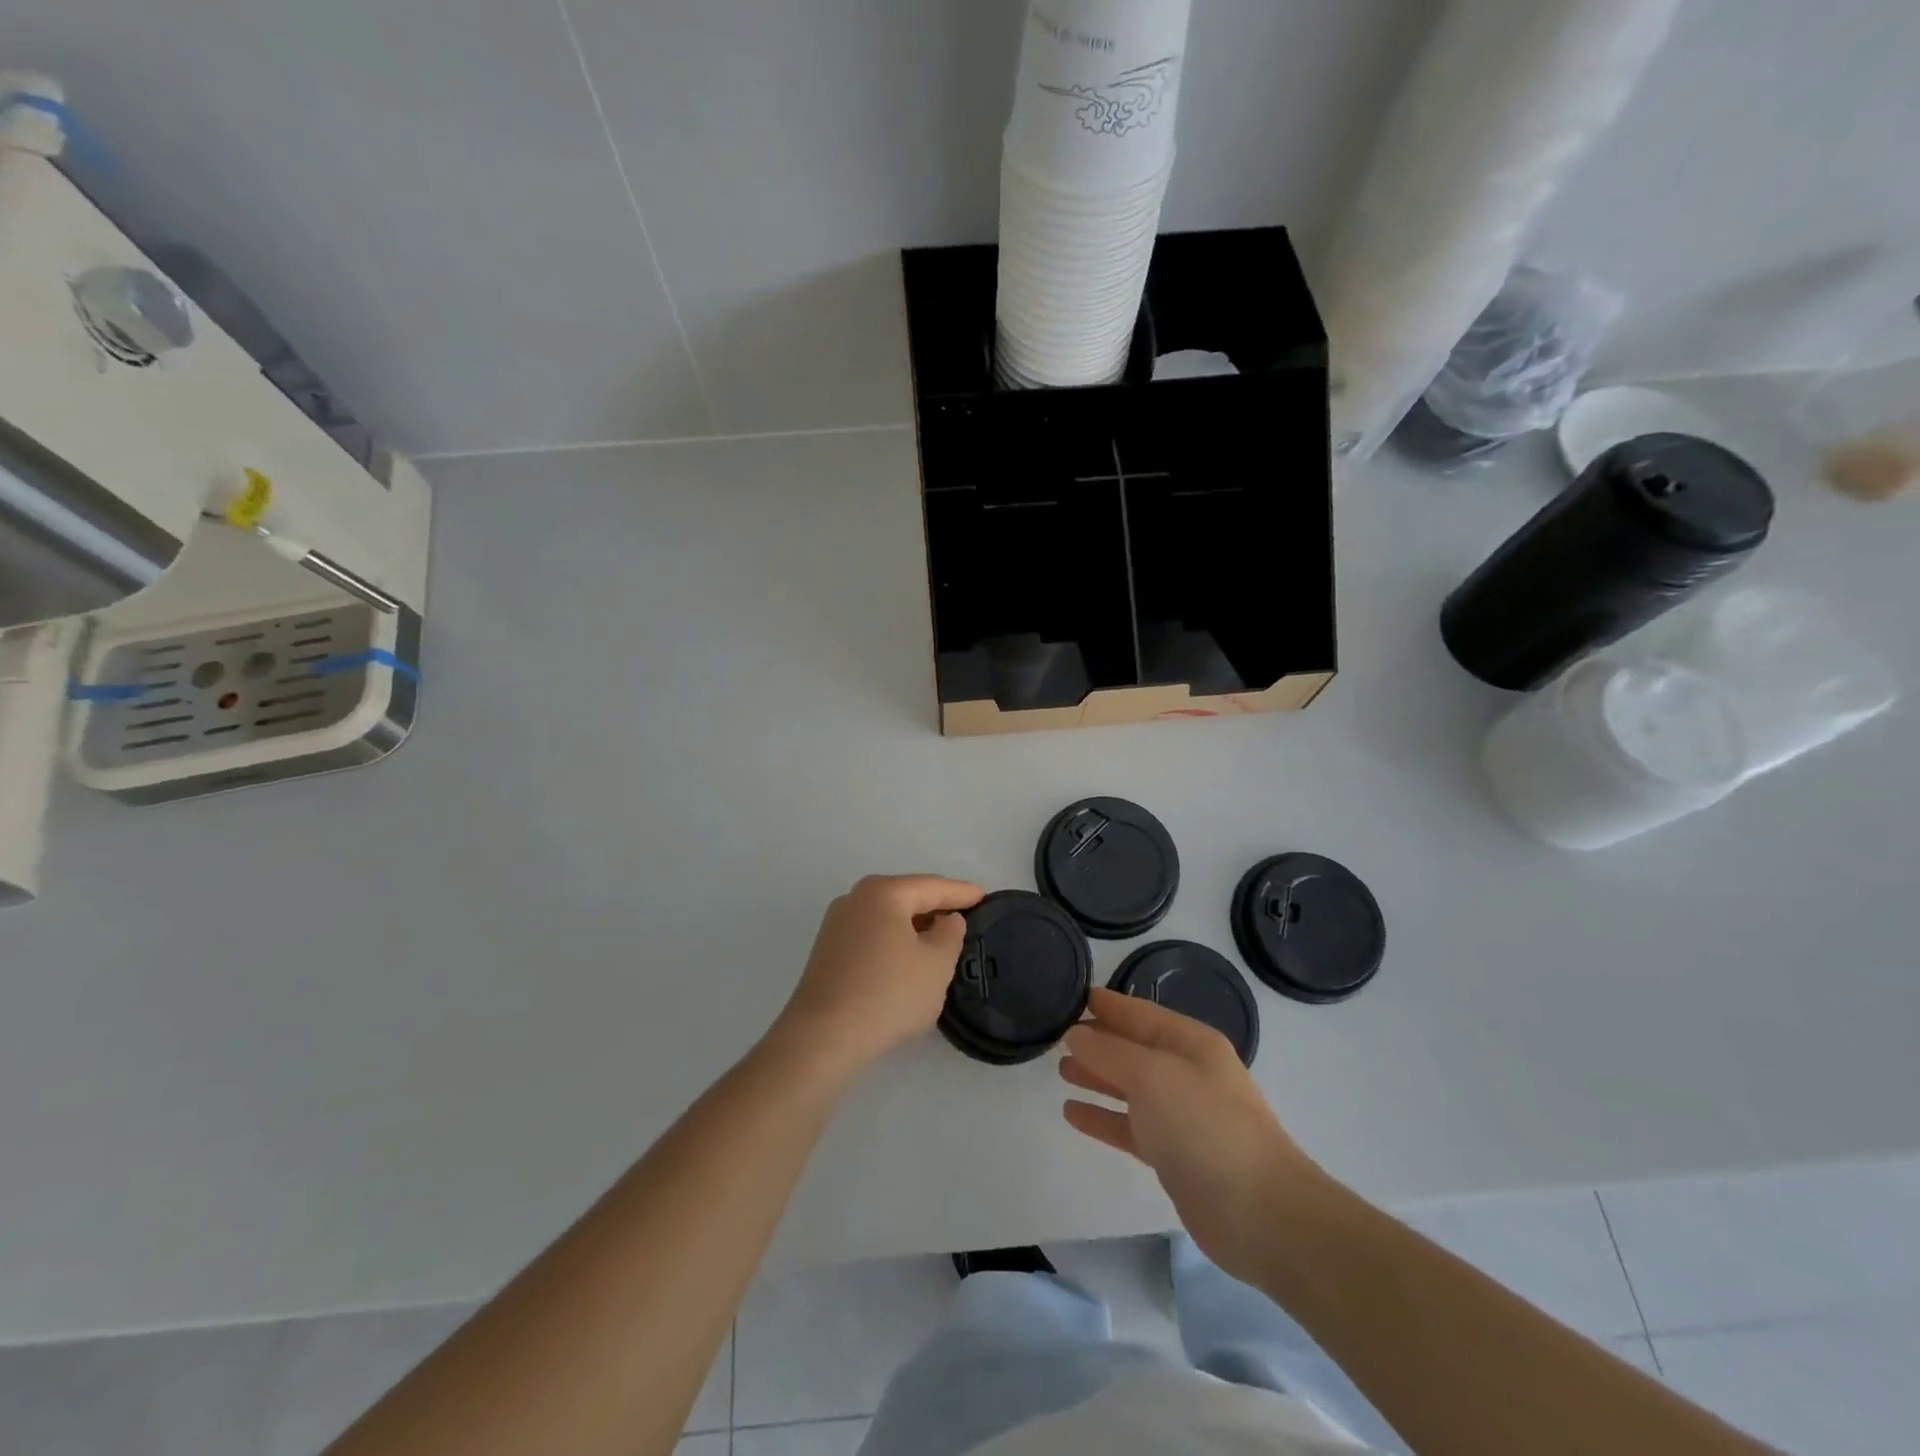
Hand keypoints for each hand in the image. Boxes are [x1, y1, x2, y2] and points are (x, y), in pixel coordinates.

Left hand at [774, 875, 984, 1077]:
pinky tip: (908, 960)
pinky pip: (872, 936)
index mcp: (883, 892)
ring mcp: (836, 925)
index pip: (932, 886)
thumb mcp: (936, 964)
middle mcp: (855, 899)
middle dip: (937, 906)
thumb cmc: (888, 994)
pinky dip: (895, 941)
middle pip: (906, 897)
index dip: (962, 892)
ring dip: (915, 926)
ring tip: (942, 940)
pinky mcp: (827, 952)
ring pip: (888, 917)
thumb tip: (947, 920)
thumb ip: (950, 934)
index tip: (986, 897)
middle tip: (967, 916)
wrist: (823, 1038)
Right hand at [1060, 988, 1323, 1281]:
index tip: (1069, 996)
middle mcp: (1186, 1072)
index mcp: (1190, 1042)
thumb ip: (1109, 1052)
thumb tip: (1075, 1034)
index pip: (1139, 1013)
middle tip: (1054, 1036)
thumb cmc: (1205, 1126)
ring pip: (1129, 1087)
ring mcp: (1181, 1115)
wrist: (1260, 1213)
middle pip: (1133, 1048)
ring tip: (1060, 1070)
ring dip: (1096, 1077)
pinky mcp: (1173, 1155)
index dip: (1106, 1004)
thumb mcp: (1152, 1075)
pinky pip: (1129, 1126)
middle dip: (1097, 1041)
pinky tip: (1071, 1113)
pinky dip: (1102, 1117)